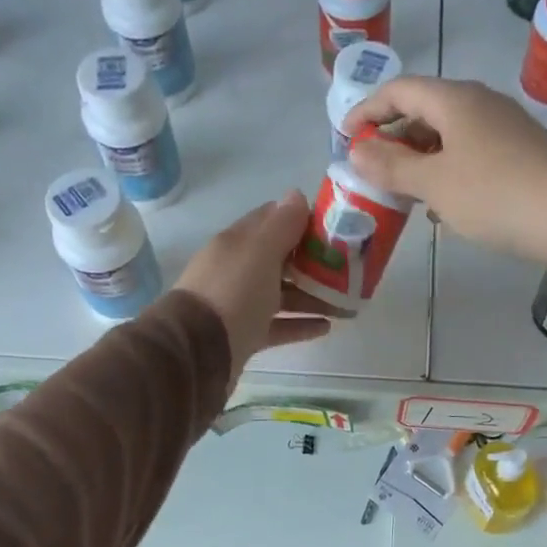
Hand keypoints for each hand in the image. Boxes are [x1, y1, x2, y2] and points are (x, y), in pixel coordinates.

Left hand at [176, 191, 333, 377]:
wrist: (199, 352)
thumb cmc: (233, 293)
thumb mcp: (260, 252)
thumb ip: (281, 225)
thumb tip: (297, 194)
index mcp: (238, 243)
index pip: (271, 221)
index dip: (301, 221)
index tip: (334, 230)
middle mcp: (237, 270)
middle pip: (281, 260)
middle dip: (314, 263)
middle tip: (348, 270)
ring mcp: (240, 304)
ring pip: (282, 295)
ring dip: (313, 297)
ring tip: (346, 305)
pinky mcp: (245, 335)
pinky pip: (279, 326)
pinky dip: (301, 325)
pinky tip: (326, 327)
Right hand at [344, 77, 546, 282]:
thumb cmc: (495, 196)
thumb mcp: (434, 184)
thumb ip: (392, 167)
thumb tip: (357, 151)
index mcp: (456, 100)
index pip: (400, 90)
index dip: (367, 109)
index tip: (345, 137)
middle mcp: (481, 104)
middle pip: (425, 110)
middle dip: (394, 137)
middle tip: (372, 169)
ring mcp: (505, 128)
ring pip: (449, 135)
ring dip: (420, 158)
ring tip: (402, 191)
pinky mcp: (521, 154)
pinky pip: (471, 154)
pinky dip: (447, 171)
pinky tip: (443, 204)